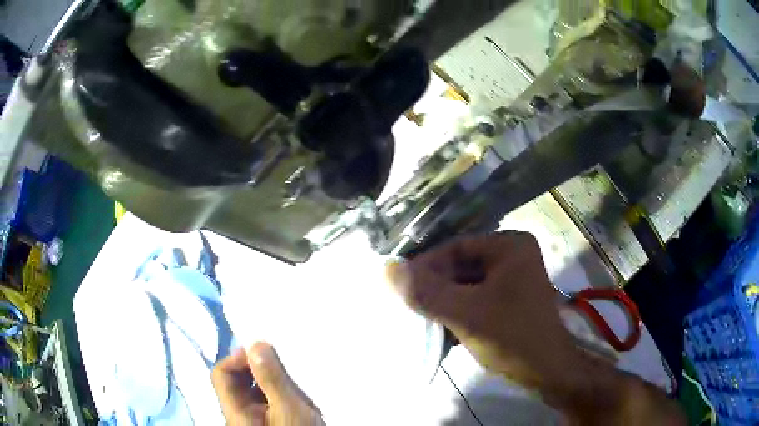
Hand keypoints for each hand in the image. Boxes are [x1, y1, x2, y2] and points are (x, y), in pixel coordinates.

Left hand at [212, 342, 323, 425]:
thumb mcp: (289, 408)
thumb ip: (272, 378)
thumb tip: (256, 344)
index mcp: (235, 411)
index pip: (221, 374)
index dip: (237, 359)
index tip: (262, 352)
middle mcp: (239, 414)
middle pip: (236, 382)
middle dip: (256, 369)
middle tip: (280, 365)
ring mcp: (253, 419)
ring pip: (252, 390)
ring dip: (269, 381)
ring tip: (292, 383)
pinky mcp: (268, 422)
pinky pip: (265, 401)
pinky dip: (277, 392)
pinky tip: (295, 396)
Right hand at [386, 231, 576, 387]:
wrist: (547, 372)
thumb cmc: (512, 338)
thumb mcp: (466, 315)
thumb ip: (426, 292)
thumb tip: (387, 268)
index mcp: (509, 245)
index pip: (455, 248)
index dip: (425, 267)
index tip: (401, 287)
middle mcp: (512, 255)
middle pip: (460, 267)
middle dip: (435, 289)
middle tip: (409, 306)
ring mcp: (512, 278)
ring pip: (465, 285)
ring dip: (443, 303)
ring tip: (421, 319)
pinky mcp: (509, 299)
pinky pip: (475, 298)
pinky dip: (457, 312)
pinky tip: (442, 329)